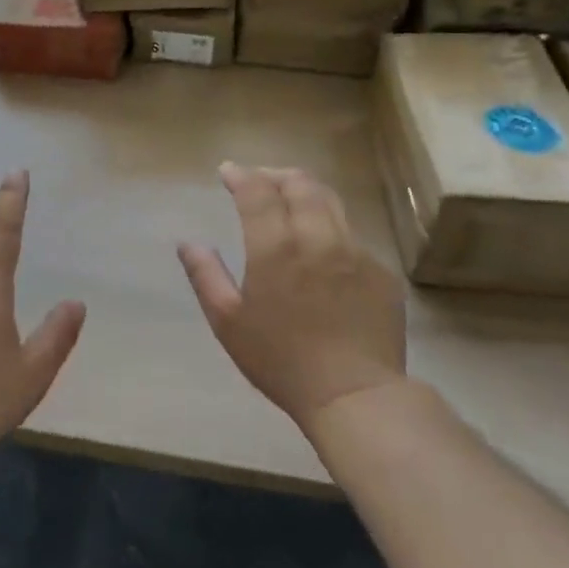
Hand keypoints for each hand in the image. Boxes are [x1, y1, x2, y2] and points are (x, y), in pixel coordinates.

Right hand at [178, 163, 405, 433]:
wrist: (355, 395)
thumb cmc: (281, 361)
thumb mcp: (228, 322)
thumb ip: (205, 275)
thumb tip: (188, 243)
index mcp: (276, 246)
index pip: (257, 190)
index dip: (240, 175)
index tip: (227, 172)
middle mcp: (318, 236)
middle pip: (298, 183)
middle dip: (274, 174)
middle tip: (259, 180)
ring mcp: (355, 251)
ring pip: (330, 201)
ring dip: (304, 191)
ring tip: (290, 198)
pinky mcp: (381, 270)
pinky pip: (352, 234)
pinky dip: (330, 226)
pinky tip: (322, 246)